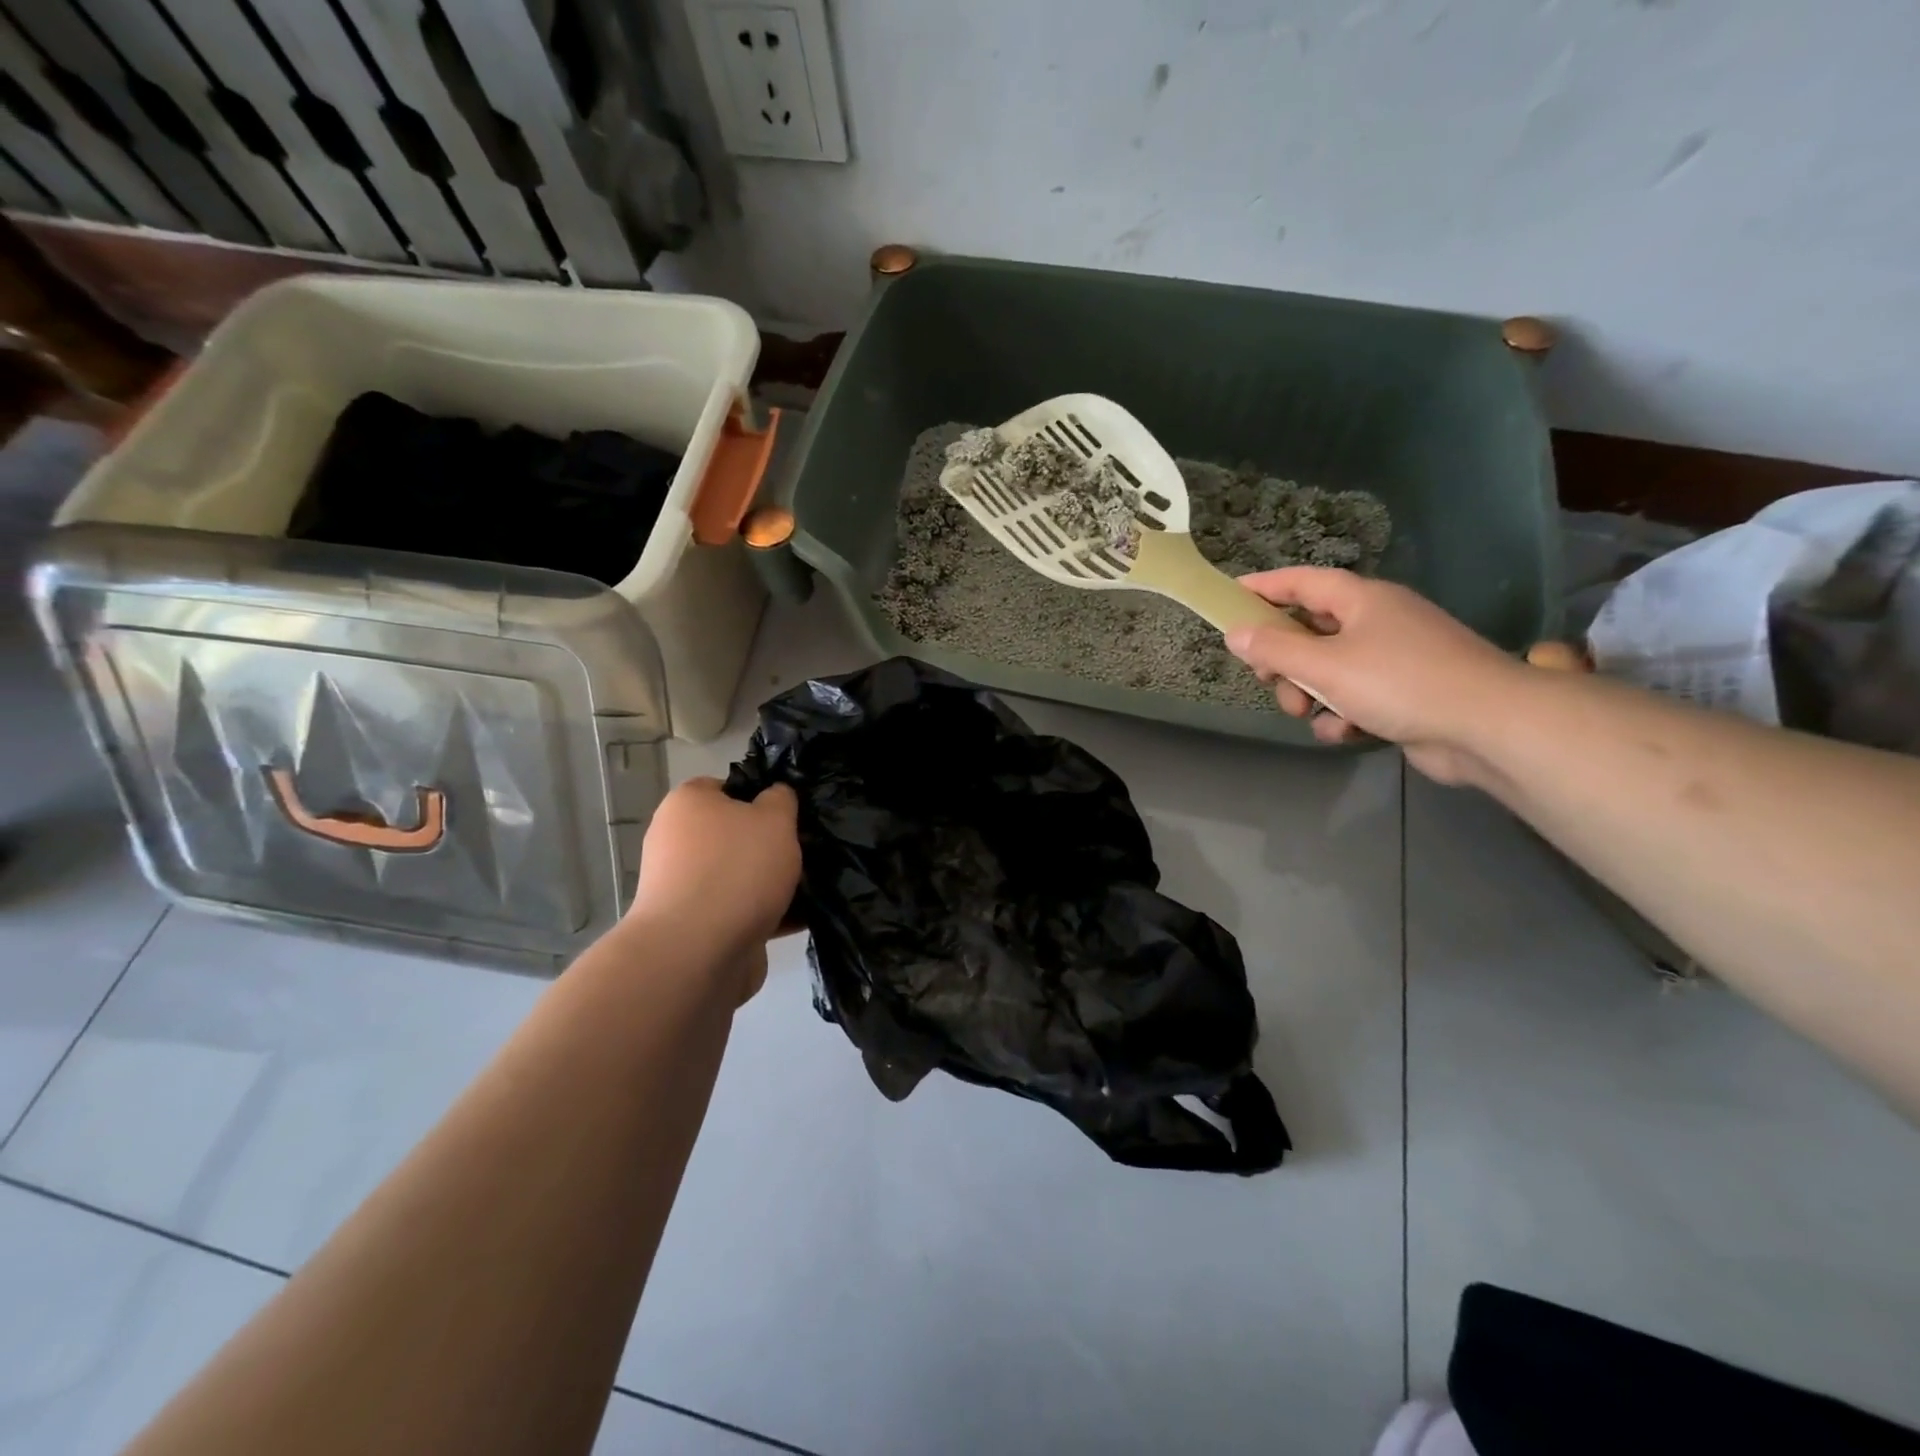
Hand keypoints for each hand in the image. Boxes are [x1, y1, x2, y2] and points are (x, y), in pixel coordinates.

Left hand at [629, 778, 800, 995]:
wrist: (697, 955)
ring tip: (814, 885)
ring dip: (773, 881)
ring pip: (741, 874)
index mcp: (687, 805)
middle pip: (736, 834)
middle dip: (772, 844)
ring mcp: (685, 887)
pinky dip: (769, 913)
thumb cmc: (736, 870)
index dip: (761, 795)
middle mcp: (678, 842)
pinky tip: (804, 917)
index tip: (791, 812)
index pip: (727, 787)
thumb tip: (775, 796)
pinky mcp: (697, 927)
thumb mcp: (774, 818)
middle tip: (808, 848)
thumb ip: (781, 799)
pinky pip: (741, 910)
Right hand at [1225, 567, 1526, 783]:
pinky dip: (1341, 714)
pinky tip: (1345, 732)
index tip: (1229, 597)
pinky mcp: (1404, 694)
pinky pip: (1354, 697)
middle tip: (1266, 678)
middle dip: (1283, 659)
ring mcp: (1393, 658)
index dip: (1263, 587)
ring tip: (1308, 713)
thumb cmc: (1400, 682)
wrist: (1488, 726)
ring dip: (1308, 693)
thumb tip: (1236, 633)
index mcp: (1361, 600)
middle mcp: (1377, 621)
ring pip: (1328, 669)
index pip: (1301, 582)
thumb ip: (1275, 648)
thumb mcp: (1325, 665)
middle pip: (1309, 631)